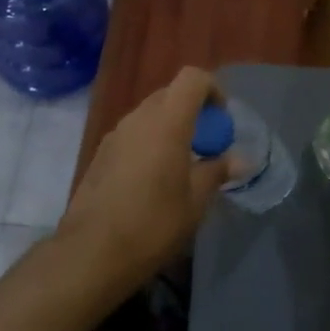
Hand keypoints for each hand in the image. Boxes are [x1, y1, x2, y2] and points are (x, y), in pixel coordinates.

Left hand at [53, 67, 232, 286]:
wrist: (90, 253)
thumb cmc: (153, 223)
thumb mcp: (195, 201)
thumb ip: (217, 171)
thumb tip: (239, 159)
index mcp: (167, 121)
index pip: (193, 78)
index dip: (213, 90)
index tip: (221, 121)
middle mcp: (139, 118)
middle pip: (170, 94)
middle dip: (192, 112)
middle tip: (205, 147)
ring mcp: (115, 134)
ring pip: (150, 115)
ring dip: (169, 128)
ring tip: (180, 167)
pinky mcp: (100, 153)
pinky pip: (133, 134)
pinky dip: (149, 144)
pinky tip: (151, 182)